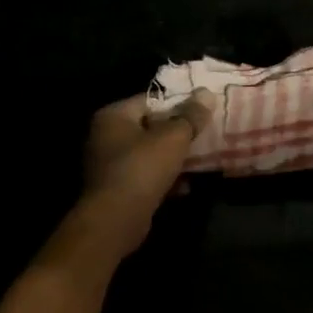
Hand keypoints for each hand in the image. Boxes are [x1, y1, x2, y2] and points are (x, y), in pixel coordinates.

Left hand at [78, 88, 216, 252]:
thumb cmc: (143, 168)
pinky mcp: (117, 188)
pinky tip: (186, 186)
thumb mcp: (173, 137)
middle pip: (150, 127)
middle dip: (178, 133)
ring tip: (201, 160)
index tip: (202, 112)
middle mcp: (105, 136)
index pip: (150, 100)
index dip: (178, 104)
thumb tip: (207, 93)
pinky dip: (164, 179)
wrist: (117, 219)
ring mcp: (109, 164)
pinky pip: (146, 176)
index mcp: (113, 116)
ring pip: (150, 153)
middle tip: (205, 134)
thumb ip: (191, 115)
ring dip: (173, 158)